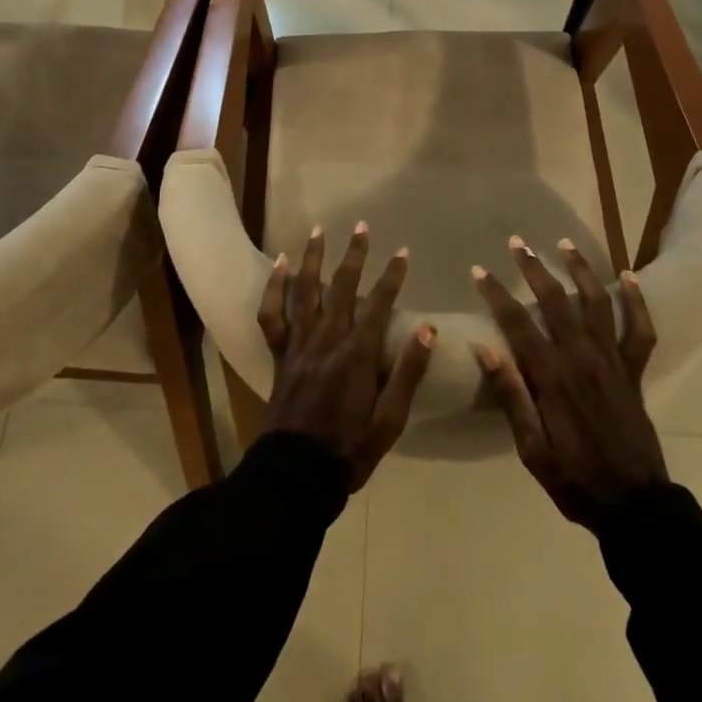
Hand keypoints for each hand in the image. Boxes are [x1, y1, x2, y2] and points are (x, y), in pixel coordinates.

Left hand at [260, 222, 434, 489]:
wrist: (295, 476)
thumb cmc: (349, 449)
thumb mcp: (390, 420)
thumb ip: (408, 373)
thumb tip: (429, 330)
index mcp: (357, 354)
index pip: (380, 303)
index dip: (392, 275)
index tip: (403, 252)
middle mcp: (327, 338)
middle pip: (343, 286)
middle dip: (354, 253)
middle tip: (361, 225)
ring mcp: (300, 343)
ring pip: (305, 290)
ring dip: (313, 257)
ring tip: (318, 229)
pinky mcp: (280, 353)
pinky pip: (272, 314)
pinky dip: (274, 287)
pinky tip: (280, 265)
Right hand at [471, 236, 665, 528]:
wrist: (635, 507)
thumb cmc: (576, 480)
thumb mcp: (532, 450)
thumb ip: (511, 396)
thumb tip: (485, 349)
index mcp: (552, 377)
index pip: (517, 323)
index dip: (496, 294)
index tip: (479, 270)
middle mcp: (582, 357)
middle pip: (555, 300)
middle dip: (534, 268)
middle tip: (517, 243)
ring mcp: (612, 360)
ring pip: (596, 302)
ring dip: (579, 269)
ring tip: (564, 243)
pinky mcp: (634, 370)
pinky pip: (639, 329)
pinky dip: (636, 301)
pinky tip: (628, 276)